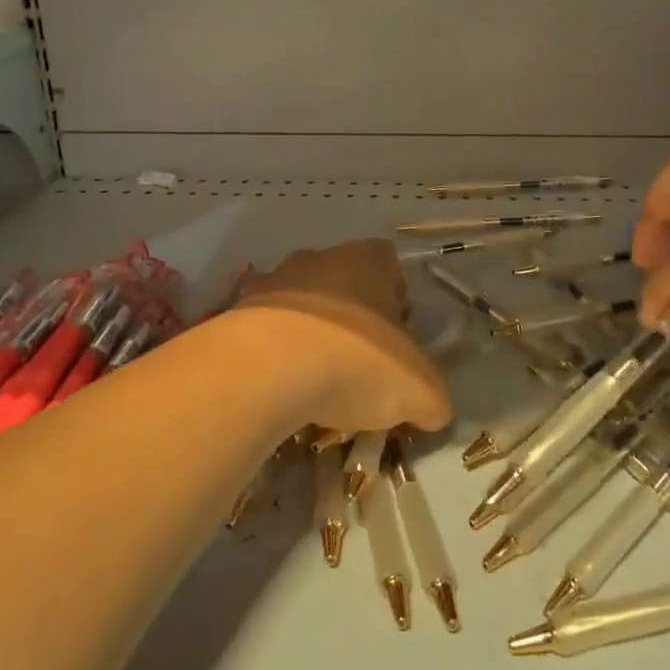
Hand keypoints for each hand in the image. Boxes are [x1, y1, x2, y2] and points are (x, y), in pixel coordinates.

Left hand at [235, 240, 450, 433]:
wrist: (265, 368)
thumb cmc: (357, 361)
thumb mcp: (420, 391)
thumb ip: (434, 398)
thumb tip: (432, 411)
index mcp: (368, 260)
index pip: (390, 265)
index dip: (397, 300)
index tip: (398, 340)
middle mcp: (320, 258)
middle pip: (344, 283)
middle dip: (354, 319)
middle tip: (360, 366)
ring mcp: (273, 281)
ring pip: (302, 305)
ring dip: (310, 336)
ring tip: (316, 385)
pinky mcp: (236, 312)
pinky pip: (264, 331)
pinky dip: (274, 355)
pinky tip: (280, 390)